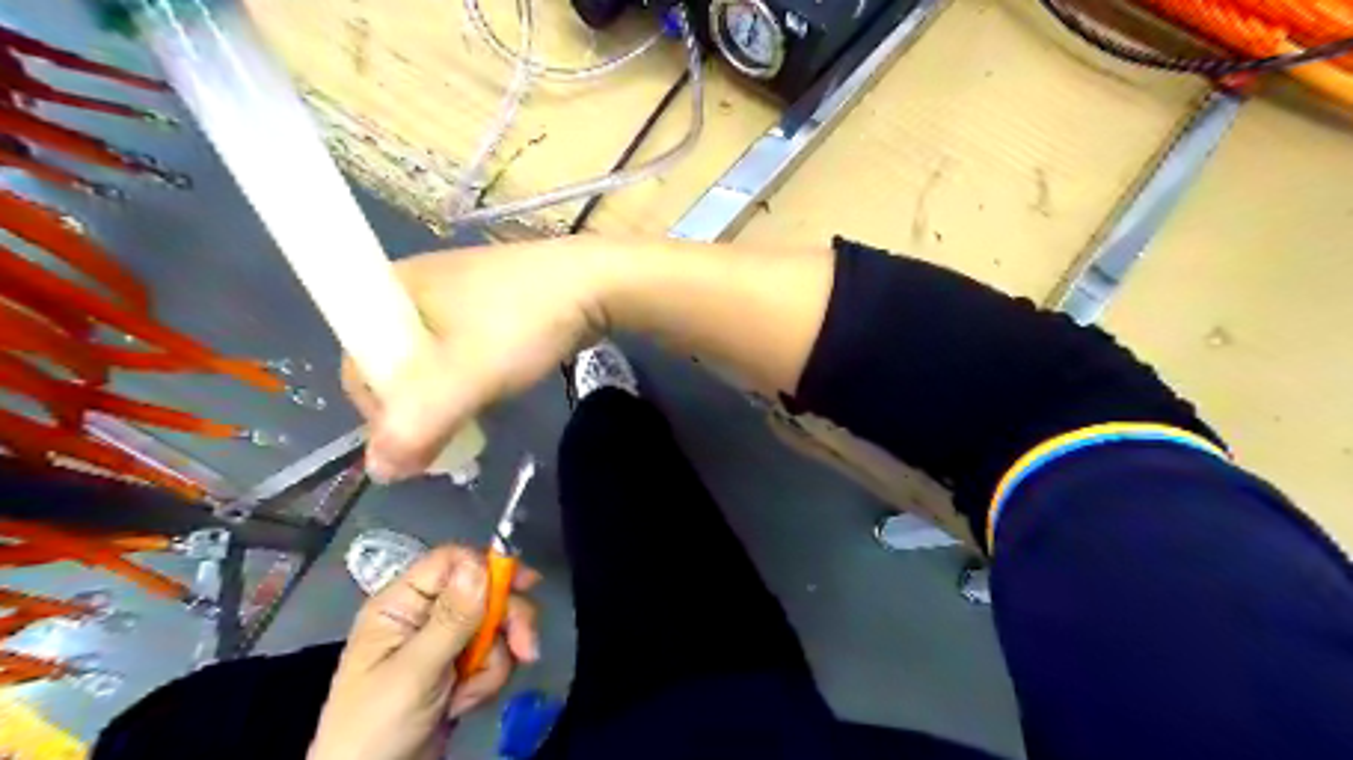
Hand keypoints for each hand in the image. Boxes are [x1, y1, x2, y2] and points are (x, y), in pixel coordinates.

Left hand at [306, 549, 538, 759]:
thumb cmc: (376, 726)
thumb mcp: (414, 672)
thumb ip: (451, 618)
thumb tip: (480, 563)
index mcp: (402, 604)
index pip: (452, 562)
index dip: (489, 567)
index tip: (525, 586)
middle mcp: (425, 614)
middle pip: (484, 591)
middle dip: (507, 621)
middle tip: (525, 648)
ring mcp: (443, 642)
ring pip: (494, 625)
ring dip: (493, 661)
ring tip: (470, 695)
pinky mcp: (458, 667)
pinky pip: (492, 655)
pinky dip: (487, 680)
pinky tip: (465, 703)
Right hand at [343, 239, 607, 479]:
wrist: (596, 284)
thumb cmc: (523, 323)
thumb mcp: (467, 376)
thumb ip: (418, 425)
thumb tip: (378, 472)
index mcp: (390, 289)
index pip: (358, 363)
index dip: (377, 409)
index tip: (413, 440)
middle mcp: (415, 287)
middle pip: (393, 364)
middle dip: (415, 408)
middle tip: (446, 440)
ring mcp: (455, 294)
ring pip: (431, 361)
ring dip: (444, 397)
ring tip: (469, 423)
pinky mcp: (490, 306)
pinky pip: (462, 352)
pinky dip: (468, 380)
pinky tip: (489, 395)